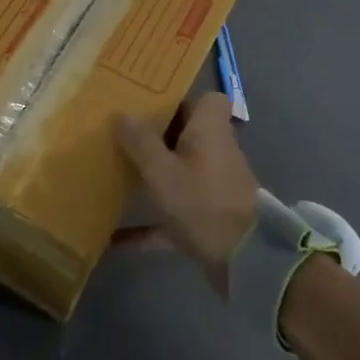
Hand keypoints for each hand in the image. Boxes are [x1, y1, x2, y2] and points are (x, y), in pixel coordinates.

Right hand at [116, 91, 258, 277]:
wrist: (246, 261)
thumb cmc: (203, 202)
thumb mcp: (162, 170)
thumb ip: (140, 142)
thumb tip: (121, 114)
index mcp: (209, 130)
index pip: (208, 100)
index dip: (182, 99)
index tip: (149, 103)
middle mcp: (214, 152)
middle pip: (187, 134)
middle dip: (155, 135)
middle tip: (119, 134)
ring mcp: (212, 187)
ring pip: (179, 171)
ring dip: (152, 175)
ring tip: (114, 173)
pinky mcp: (207, 218)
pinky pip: (172, 213)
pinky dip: (148, 224)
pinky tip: (115, 236)